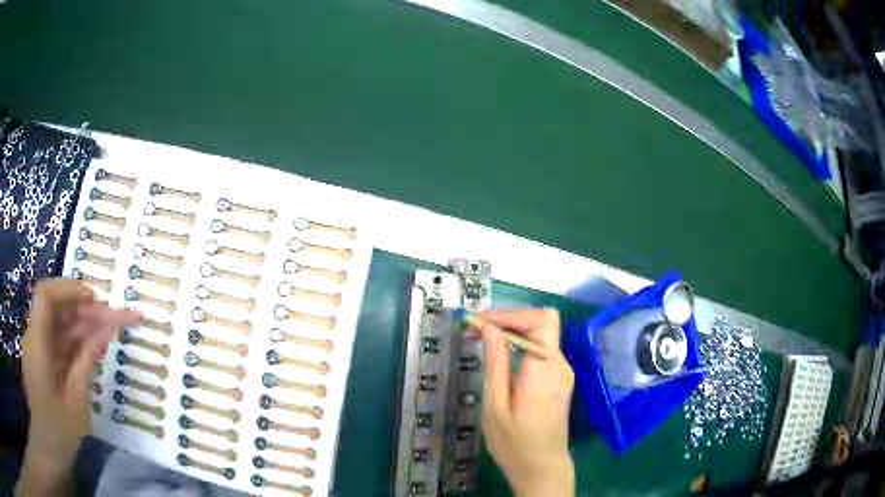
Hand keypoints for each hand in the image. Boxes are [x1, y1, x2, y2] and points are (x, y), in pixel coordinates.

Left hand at [16, 279, 140, 496]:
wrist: (49, 448)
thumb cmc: (59, 430)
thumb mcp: (76, 401)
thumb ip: (86, 362)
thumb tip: (106, 331)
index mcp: (38, 344)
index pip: (46, 296)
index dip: (69, 289)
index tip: (95, 298)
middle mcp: (36, 337)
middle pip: (60, 310)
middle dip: (88, 311)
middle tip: (120, 318)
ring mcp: (40, 348)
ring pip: (63, 325)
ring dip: (86, 326)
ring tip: (113, 330)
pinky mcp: (45, 359)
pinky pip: (62, 342)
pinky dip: (79, 342)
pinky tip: (96, 348)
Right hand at [477, 308, 574, 496]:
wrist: (543, 469)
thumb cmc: (515, 444)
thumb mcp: (496, 408)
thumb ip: (496, 365)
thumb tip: (491, 329)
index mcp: (544, 371)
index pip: (541, 320)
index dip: (510, 314)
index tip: (479, 322)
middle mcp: (559, 365)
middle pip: (540, 323)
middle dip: (506, 320)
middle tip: (474, 330)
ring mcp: (562, 372)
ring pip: (540, 335)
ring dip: (511, 331)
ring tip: (480, 341)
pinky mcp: (559, 379)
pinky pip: (540, 351)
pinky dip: (519, 346)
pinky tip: (499, 357)